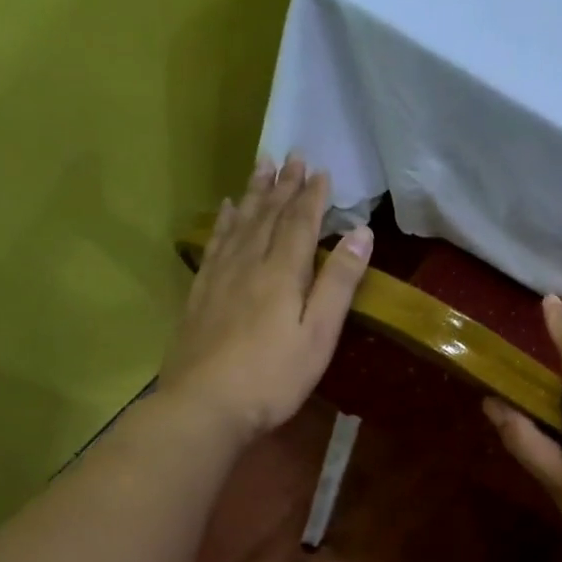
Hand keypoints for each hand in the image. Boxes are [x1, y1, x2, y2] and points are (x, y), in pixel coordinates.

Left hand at [159, 156, 372, 439]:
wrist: (204, 405)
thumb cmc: (273, 377)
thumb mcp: (318, 335)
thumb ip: (338, 283)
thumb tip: (361, 233)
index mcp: (281, 273)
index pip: (299, 223)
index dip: (311, 196)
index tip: (321, 170)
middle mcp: (248, 264)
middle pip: (267, 215)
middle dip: (282, 185)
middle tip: (291, 155)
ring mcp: (219, 278)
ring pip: (238, 224)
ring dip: (253, 194)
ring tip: (260, 167)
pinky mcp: (200, 294)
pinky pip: (214, 244)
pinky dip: (222, 222)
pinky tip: (224, 211)